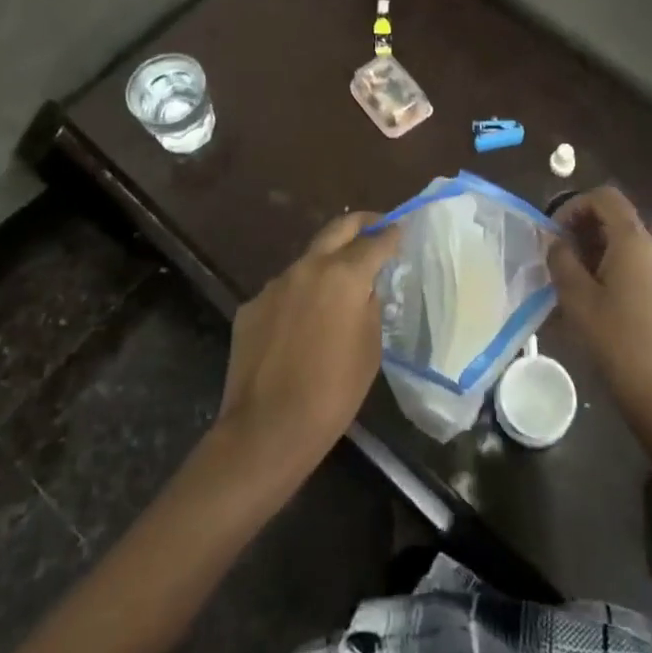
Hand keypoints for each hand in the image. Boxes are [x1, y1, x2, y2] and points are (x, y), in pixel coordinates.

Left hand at [213, 212, 400, 477]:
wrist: (266, 429)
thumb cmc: (332, 393)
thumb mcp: (370, 349)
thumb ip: (370, 306)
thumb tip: (366, 289)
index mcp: (344, 275)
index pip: (375, 241)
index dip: (391, 234)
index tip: (400, 229)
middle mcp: (307, 267)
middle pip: (338, 228)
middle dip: (360, 223)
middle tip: (375, 225)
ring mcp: (275, 284)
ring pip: (307, 261)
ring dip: (326, 264)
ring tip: (338, 286)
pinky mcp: (251, 305)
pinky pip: (283, 292)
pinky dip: (299, 297)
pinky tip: (301, 324)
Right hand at [547, 188, 651, 426]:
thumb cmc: (616, 340)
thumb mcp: (576, 298)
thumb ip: (561, 260)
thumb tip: (556, 241)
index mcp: (633, 242)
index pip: (605, 198)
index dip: (575, 204)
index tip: (555, 231)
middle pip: (615, 218)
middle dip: (581, 227)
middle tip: (556, 254)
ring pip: (622, 243)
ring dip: (592, 249)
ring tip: (567, 277)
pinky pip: (631, 264)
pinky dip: (607, 266)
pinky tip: (589, 297)